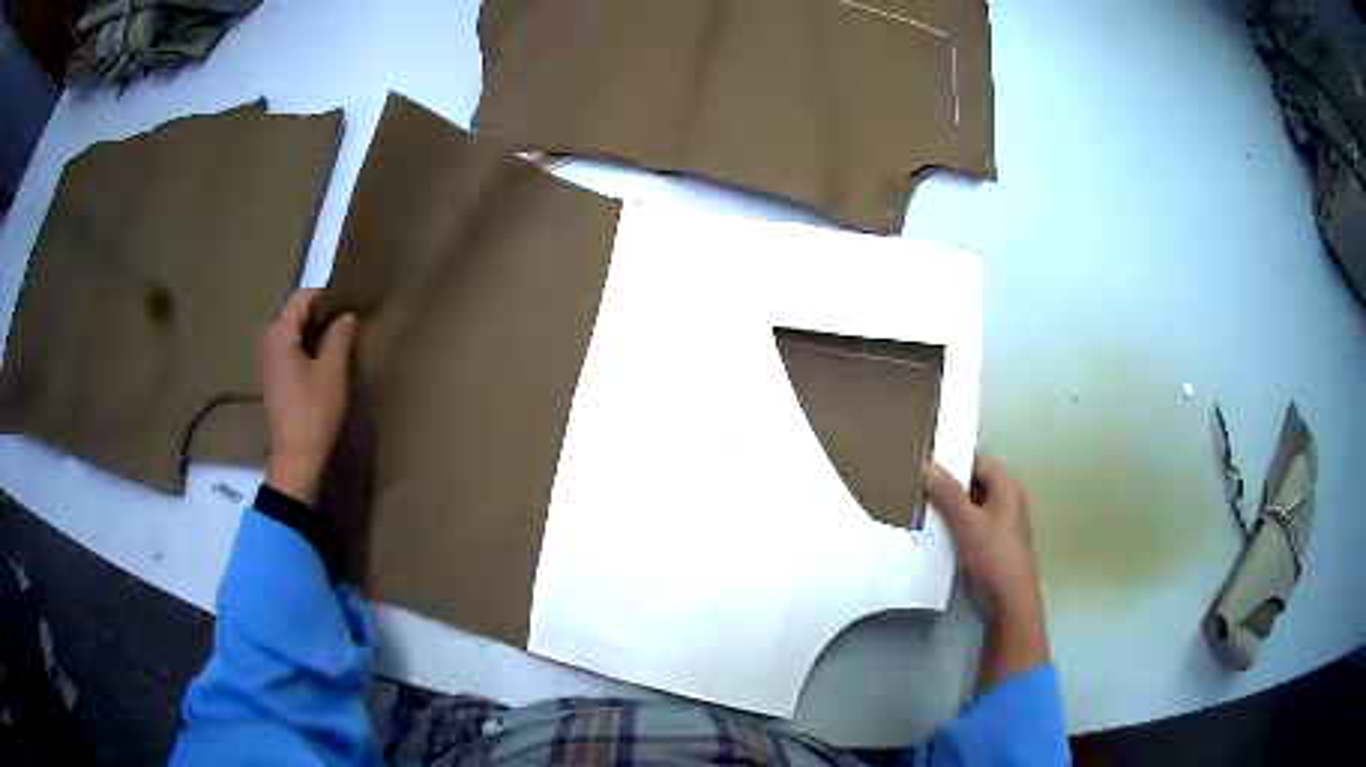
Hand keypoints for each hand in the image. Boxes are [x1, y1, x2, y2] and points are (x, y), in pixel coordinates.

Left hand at [260, 289, 356, 505]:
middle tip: (349, 322)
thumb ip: (340, 336)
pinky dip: (309, 348)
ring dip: (317, 332)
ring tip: (342, 340)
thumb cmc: (313, 413)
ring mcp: (270, 362)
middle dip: (322, 314)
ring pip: (295, 333)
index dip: (328, 295)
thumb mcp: (333, 371)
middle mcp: (269, 342)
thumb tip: (347, 314)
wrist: (296, 460)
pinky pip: (292, 350)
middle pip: (297, 313)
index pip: (303, 297)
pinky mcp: (275, 379)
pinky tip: (327, 361)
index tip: (352, 302)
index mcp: (279, 334)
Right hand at [922, 453, 1049, 687]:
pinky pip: (965, 524)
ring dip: (945, 504)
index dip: (953, 456)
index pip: (977, 460)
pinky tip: (926, 526)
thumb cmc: (993, 555)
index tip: (923, 456)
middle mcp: (1004, 501)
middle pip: (972, 482)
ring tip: (913, 499)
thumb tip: (925, 463)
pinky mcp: (985, 544)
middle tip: (913, 478)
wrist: (1007, 600)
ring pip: (967, 504)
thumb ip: (947, 493)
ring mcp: (995, 523)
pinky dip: (949, 523)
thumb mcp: (968, 522)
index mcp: (1007, 487)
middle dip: (946, 481)